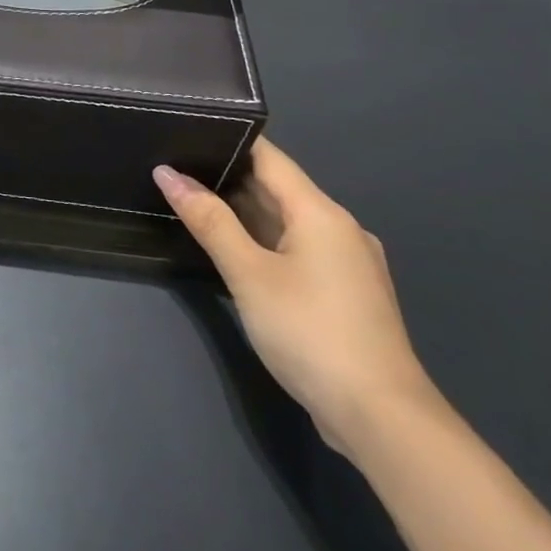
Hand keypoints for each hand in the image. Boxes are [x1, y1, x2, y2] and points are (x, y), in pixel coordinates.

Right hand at [154, 139, 440, 461]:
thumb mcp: (248, 274)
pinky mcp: (345, 293)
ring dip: (244, 213)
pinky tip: (233, 251)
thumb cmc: (310, 332)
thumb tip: (168, 174)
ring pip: (287, 222)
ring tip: (192, 203)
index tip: (186, 131)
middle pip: (278, 188)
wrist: (382, 419)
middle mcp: (340, 229)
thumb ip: (209, 220)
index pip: (270, 158)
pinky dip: (264, 242)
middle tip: (175, 168)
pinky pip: (298, 250)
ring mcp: (347, 263)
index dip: (229, 141)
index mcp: (321, 213)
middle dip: (228, 178)